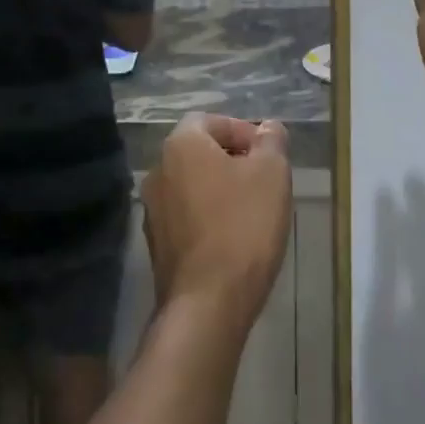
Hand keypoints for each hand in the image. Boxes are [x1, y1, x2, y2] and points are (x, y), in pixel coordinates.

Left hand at [142, 115, 291, 336]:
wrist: (207, 303)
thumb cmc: (243, 227)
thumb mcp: (272, 175)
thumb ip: (271, 143)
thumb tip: (269, 128)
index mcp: (181, 145)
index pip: (211, 120)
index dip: (242, 131)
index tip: (268, 153)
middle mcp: (158, 170)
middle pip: (199, 151)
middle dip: (233, 160)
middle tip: (264, 180)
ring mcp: (152, 209)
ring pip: (192, 184)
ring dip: (220, 189)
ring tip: (253, 210)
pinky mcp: (156, 243)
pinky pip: (186, 215)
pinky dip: (208, 216)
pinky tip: (233, 237)